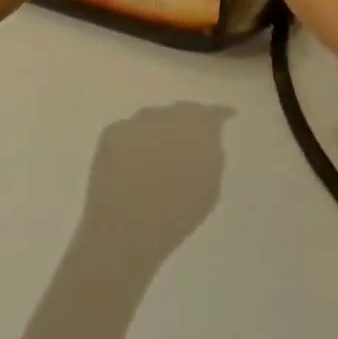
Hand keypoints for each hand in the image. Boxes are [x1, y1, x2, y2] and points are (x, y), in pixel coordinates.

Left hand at [80, 103, 233, 265]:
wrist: (126, 227)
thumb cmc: (176, 216)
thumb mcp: (208, 189)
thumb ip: (210, 156)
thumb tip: (206, 140)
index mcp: (197, 130)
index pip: (211, 113)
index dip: (218, 115)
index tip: (225, 116)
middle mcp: (167, 115)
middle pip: (180, 111)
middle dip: (185, 122)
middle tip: (187, 141)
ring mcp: (137, 121)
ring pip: (153, 118)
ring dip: (159, 130)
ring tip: (159, 154)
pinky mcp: (112, 130)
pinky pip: (130, 131)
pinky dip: (135, 141)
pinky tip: (134, 162)